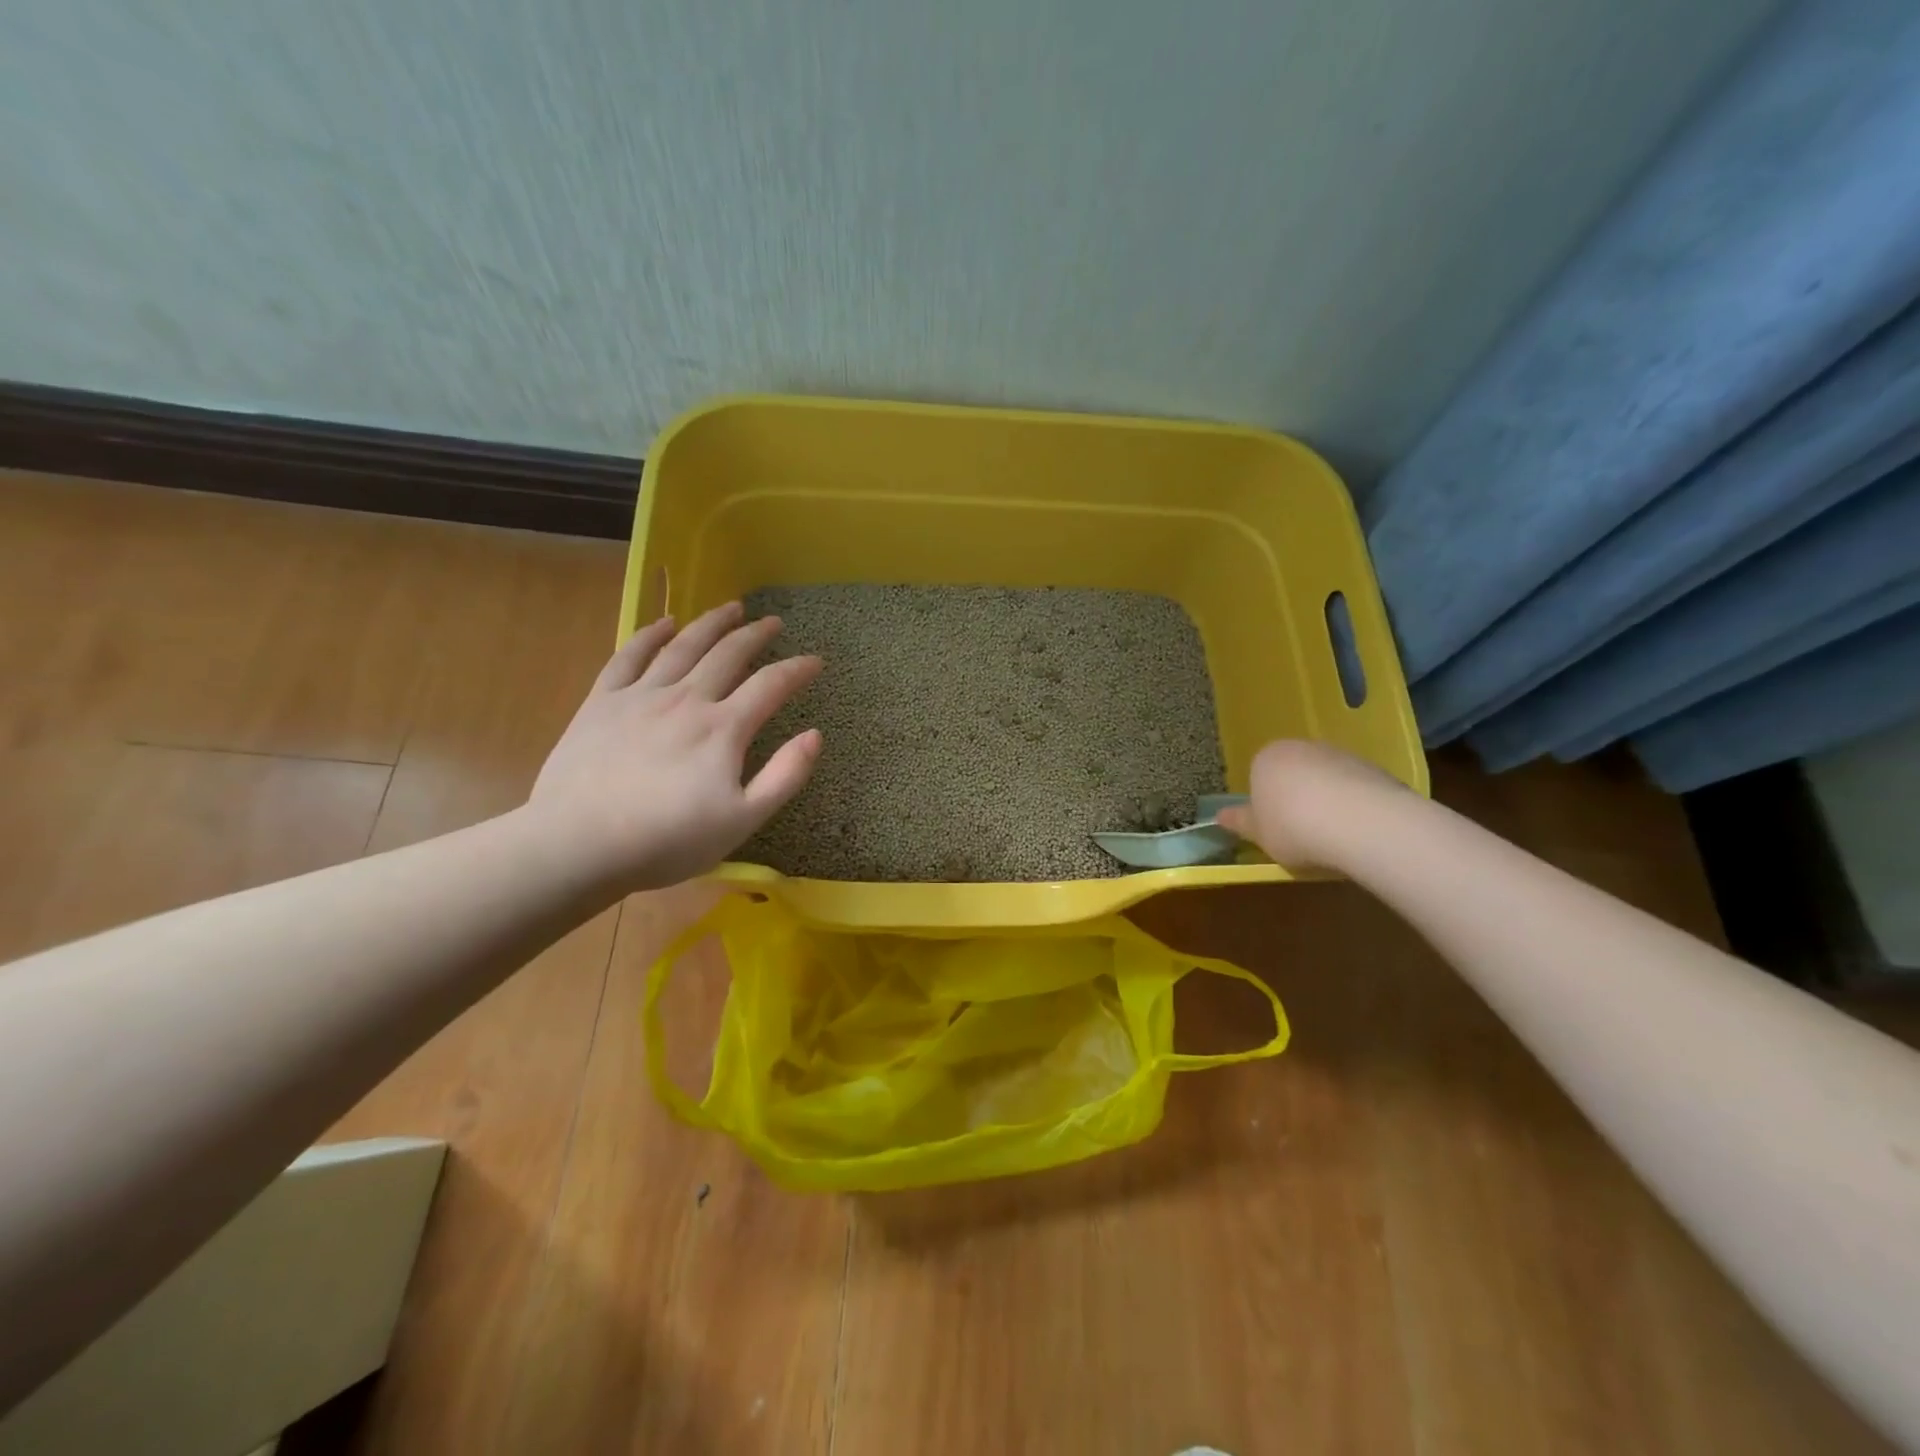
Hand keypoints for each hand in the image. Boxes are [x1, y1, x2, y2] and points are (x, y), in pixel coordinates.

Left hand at [527, 602, 822, 890]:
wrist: (578, 844)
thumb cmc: (667, 840)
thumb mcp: (742, 820)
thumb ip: (784, 777)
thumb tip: (815, 735)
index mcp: (723, 729)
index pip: (771, 686)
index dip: (798, 670)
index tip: (816, 661)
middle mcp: (687, 700)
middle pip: (728, 654)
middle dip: (756, 634)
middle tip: (773, 622)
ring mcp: (641, 696)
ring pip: (683, 646)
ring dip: (711, 623)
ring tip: (731, 607)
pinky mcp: (602, 702)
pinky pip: (629, 656)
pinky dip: (649, 635)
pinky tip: (664, 623)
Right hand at [1214, 739, 1404, 870]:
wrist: (1359, 823)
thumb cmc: (1292, 826)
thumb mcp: (1258, 833)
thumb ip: (1240, 822)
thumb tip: (1219, 816)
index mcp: (1266, 757)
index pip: (1259, 775)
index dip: (1265, 804)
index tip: (1274, 828)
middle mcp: (1302, 747)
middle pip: (1294, 774)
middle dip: (1297, 799)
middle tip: (1301, 834)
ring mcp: (1341, 755)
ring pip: (1327, 780)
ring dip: (1327, 802)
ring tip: (1333, 838)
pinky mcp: (1375, 768)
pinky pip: (1356, 789)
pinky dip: (1354, 806)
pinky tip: (1358, 832)